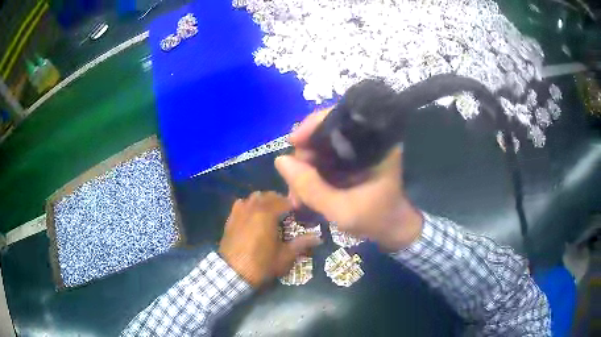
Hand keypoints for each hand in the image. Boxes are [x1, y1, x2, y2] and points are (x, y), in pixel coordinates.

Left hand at [218, 191, 320, 286]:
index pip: (285, 201)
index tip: (300, 214)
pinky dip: (250, 205)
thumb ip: (302, 243)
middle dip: (280, 202)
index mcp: (268, 214)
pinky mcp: (231, 217)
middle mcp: (253, 207)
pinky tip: (253, 216)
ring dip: (265, 201)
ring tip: (271, 214)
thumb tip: (319, 238)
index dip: (295, 206)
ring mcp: (240, 210)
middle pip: (270, 195)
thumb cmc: (261, 264)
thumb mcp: (285, 256)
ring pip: (255, 197)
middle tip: (287, 215)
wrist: (232, 272)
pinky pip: (243, 203)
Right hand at [275, 109, 422, 251]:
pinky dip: (312, 174)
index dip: (314, 125)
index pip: (341, 118)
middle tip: (293, 186)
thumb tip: (280, 161)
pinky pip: (324, 160)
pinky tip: (303, 193)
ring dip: (305, 169)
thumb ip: (311, 188)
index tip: (294, 142)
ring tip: (296, 197)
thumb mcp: (342, 210)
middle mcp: (367, 141)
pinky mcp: (351, 163)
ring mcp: (358, 152)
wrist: (394, 231)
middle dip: (304, 157)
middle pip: (325, 134)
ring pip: (321, 149)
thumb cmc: (376, 220)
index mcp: (375, 144)